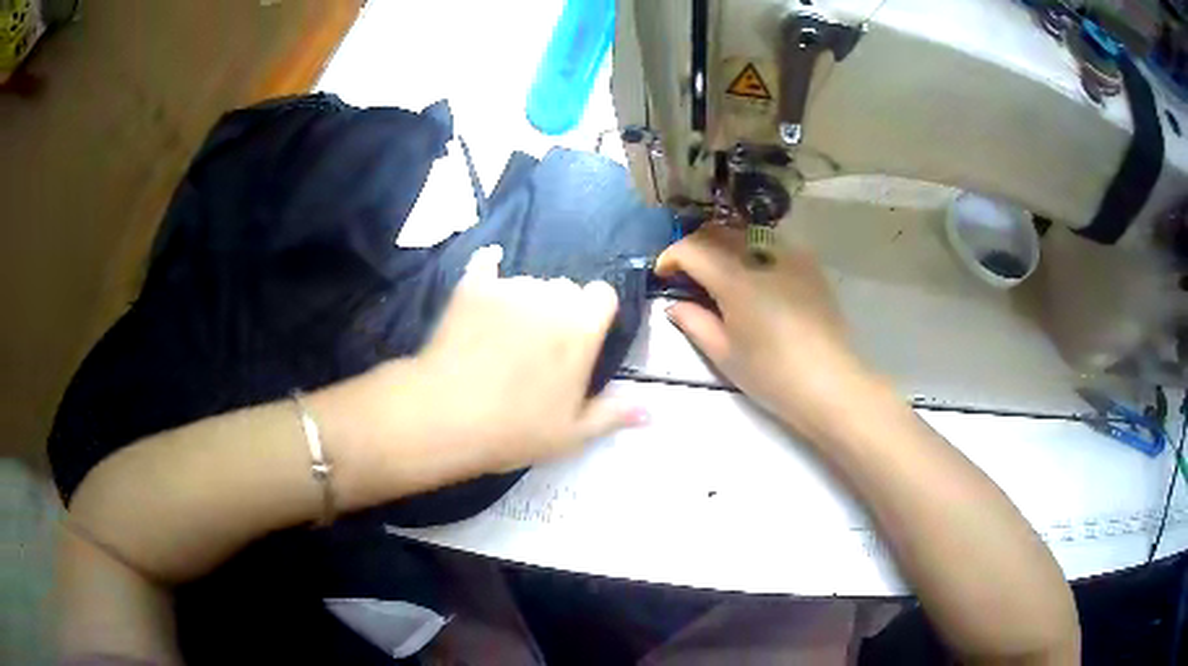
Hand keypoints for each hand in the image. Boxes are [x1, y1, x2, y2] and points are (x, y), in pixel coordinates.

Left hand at [317, 245, 643, 505]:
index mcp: (582, 328)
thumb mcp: (571, 433)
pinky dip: (489, 269)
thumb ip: (612, 415)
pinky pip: (486, 264)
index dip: (595, 313)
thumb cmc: (515, 429)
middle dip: (559, 308)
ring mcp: (510, 288)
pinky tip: (486, 272)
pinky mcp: (473, 286)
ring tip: (502, 332)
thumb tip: (650, 411)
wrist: (446, 415)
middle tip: (539, 344)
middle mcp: (551, 298)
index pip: (603, 295)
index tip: (583, 337)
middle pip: (565, 287)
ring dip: (524, 299)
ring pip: (527, 281)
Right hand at [655, 225, 873, 434]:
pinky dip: (752, 250)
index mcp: (736, 278)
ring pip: (746, 232)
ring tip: (718, 270)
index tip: (663, 274)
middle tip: (686, 272)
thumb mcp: (724, 353)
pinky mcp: (809, 265)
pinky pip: (772, 243)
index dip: (671, 256)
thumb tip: (675, 304)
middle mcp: (762, 255)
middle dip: (695, 245)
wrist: (830, 383)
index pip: (692, 248)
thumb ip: (694, 322)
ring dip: (723, 243)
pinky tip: (753, 275)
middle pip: (718, 232)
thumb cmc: (772, 374)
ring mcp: (790, 256)